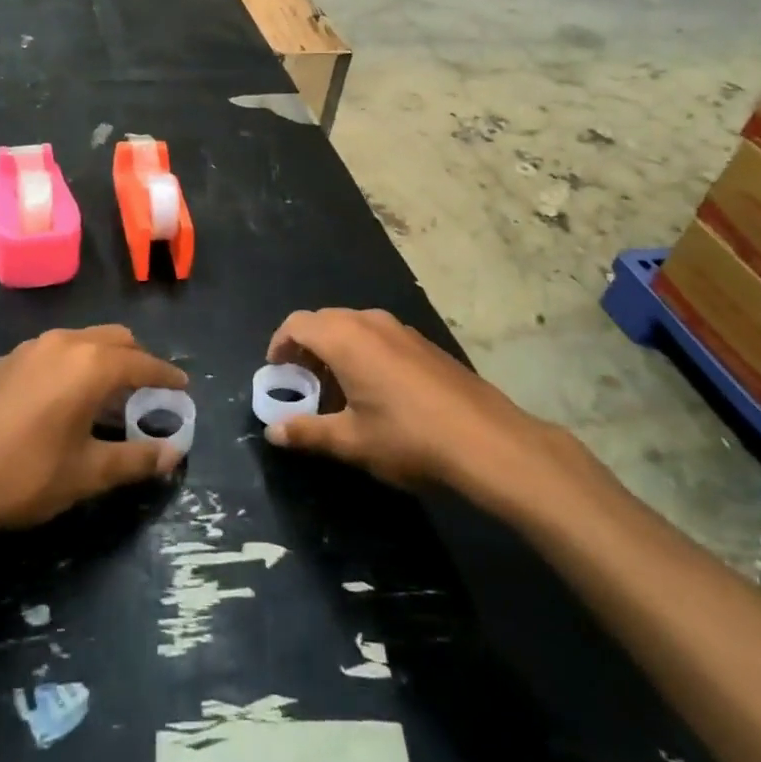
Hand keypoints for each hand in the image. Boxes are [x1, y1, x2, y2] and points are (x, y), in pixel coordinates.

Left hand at [0, 325, 187, 533]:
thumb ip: (135, 459)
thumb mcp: (87, 473)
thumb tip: (173, 454)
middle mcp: (64, 342)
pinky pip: (54, 352)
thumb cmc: (24, 476)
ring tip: (108, 398)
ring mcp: (30, 348)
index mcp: (90, 364)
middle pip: (115, 339)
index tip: (183, 388)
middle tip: (148, 393)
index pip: (143, 363)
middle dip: (138, 361)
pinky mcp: (5, 361)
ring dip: (104, 361)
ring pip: (82, 341)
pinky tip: (63, 400)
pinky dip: (73, 365)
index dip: (167, 376)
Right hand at [262, 308, 567, 495]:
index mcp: (345, 338)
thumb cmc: (408, 438)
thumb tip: (273, 432)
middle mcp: (370, 322)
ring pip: (353, 327)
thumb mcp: (351, 441)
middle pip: (324, 321)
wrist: (487, 441)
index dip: (279, 345)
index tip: (276, 373)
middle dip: (306, 348)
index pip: (297, 324)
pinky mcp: (424, 343)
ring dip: (335, 350)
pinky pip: (379, 336)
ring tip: (336, 391)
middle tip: (302, 384)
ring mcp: (401, 329)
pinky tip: (375, 391)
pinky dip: (362, 353)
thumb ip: (307, 432)